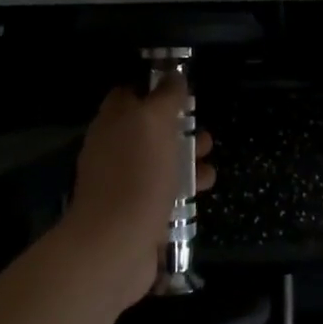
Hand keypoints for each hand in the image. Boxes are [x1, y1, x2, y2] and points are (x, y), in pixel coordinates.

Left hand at [63, 74, 214, 309]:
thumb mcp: (154, 122)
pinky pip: (165, 193)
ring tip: (210, 163)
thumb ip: (166, 96)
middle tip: (204, 131)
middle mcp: (114, 150)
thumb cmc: (137, 176)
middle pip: (149, 129)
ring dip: (188, 160)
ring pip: (160, 161)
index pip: (129, 93)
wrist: (115, 247)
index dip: (155, 87)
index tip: (183, 90)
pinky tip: (203, 191)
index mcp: (112, 123)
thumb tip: (174, 76)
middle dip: (179, 128)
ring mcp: (124, 183)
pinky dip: (185, 190)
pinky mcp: (138, 213)